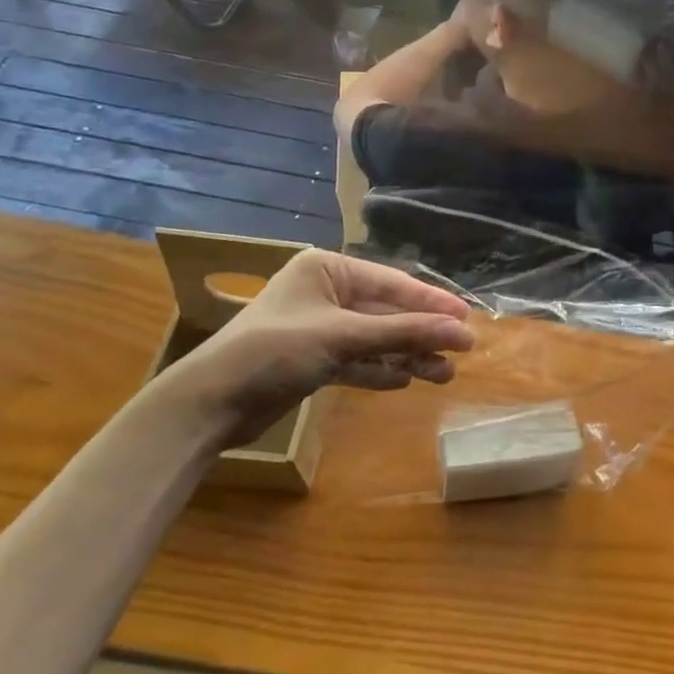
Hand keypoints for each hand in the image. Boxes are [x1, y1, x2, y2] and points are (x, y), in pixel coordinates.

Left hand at [158, 250, 473, 447]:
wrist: (208, 405)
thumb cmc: (274, 352)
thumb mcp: (343, 337)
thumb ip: (403, 333)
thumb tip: (461, 331)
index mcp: (327, 268)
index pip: (391, 283)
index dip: (430, 302)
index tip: (466, 318)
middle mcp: (325, 292)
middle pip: (385, 312)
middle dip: (420, 334)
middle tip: (462, 351)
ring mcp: (318, 327)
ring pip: (374, 339)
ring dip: (406, 356)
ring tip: (443, 375)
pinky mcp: (311, 360)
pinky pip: (356, 360)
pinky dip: (378, 370)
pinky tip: (405, 380)